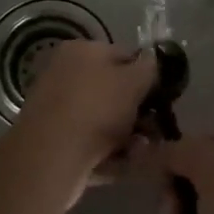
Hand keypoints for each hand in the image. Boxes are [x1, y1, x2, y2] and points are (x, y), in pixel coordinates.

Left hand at [9, 40, 157, 203]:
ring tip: (140, 151)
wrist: (51, 157)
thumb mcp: (134, 80)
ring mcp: (57, 108)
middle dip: (137, 111)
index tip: (162, 98)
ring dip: (126, 136)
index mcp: (82, 50)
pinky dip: (107, 152)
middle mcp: (65, 73)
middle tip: (153, 129)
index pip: (124, 55)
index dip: (147, 76)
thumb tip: (151, 62)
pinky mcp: (53, 140)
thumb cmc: (97, 108)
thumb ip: (150, 68)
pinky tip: (122, 163)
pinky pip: (89, 142)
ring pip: (103, 119)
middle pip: (113, 90)